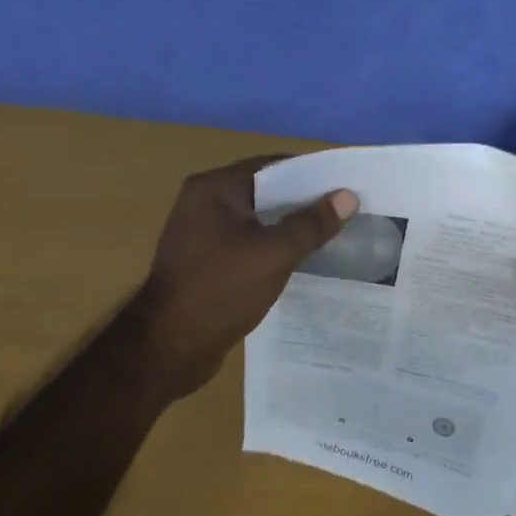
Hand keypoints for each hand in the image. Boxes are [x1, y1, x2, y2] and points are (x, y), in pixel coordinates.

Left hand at [125, 156, 355, 401]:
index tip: (345, 186)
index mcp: (214, 189)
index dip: (311, 174)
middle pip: (266, 192)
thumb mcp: (273, 253)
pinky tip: (302, 261)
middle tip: (345, 211)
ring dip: (291, 227)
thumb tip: (348, 196)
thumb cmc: (219, 290)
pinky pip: (249, 244)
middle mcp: (204, 203)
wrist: (168, 349)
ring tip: (332, 235)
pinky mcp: (207, 262)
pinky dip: (274, 248)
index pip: (272, 166)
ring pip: (259, 221)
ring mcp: (203, 234)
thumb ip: (311, 224)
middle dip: (304, 202)